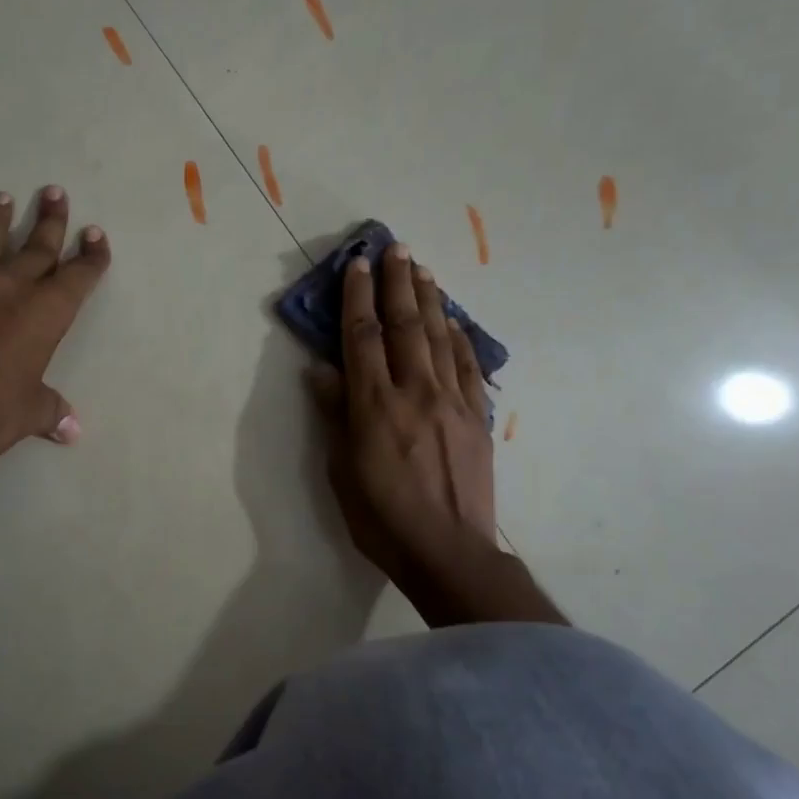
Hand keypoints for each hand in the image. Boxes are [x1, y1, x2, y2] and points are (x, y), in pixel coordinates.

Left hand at [0, 187, 110, 473]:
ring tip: (1, 200)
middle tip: (55, 194)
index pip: (77, 274)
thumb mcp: (27, 415)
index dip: (91, 256)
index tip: (96, 237)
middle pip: (36, 246)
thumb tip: (71, 431)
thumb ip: (51, 411)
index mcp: (43, 312)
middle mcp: (5, 285)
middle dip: (50, 220)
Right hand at [309, 243, 563, 627]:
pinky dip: (461, 337)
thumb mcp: (342, 470)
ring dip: (430, 299)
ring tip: (422, 268)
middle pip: (406, 325)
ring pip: (440, 338)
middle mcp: (415, 392)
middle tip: (395, 247)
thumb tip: (322, 370)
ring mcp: (452, 402)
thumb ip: (335, 414)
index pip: (363, 337)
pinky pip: (470, 367)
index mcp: (374, 405)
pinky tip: (455, 320)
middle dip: (397, 283)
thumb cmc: (381, 517)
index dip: (358, 297)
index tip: (357, 264)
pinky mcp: (477, 418)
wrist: (448, 551)